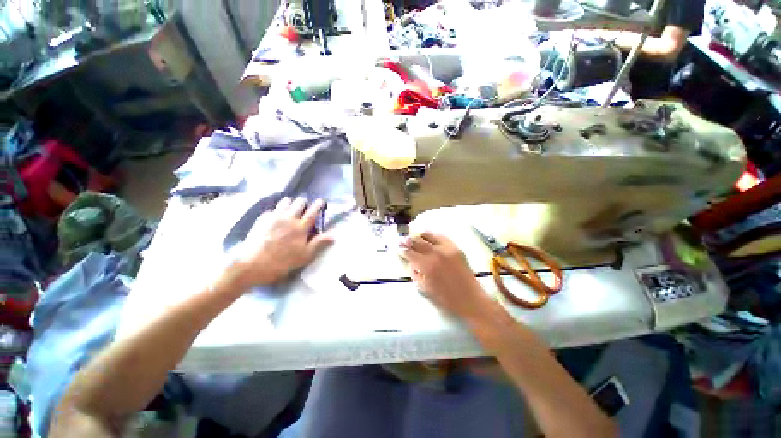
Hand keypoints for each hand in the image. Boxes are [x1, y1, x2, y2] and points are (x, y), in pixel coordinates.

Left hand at [218, 197, 333, 291]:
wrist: (252, 264)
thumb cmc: (282, 262)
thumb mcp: (305, 256)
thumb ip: (319, 243)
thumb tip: (333, 235)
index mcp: (300, 227)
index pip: (312, 212)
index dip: (318, 205)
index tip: (321, 200)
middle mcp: (288, 218)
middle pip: (298, 203)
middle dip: (303, 202)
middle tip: (305, 205)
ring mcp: (274, 217)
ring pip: (284, 202)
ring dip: (290, 202)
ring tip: (291, 206)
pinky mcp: (261, 220)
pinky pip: (272, 210)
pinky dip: (276, 210)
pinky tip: (275, 216)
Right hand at [400, 232, 494, 321]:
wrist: (470, 299)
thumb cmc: (445, 298)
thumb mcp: (424, 288)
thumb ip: (415, 273)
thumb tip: (411, 262)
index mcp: (426, 265)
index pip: (410, 253)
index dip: (402, 250)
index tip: (398, 248)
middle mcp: (435, 253)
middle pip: (417, 242)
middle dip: (408, 241)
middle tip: (402, 240)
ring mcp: (447, 249)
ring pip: (429, 236)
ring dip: (419, 236)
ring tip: (414, 236)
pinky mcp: (456, 248)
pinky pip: (442, 237)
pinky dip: (433, 236)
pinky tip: (429, 238)